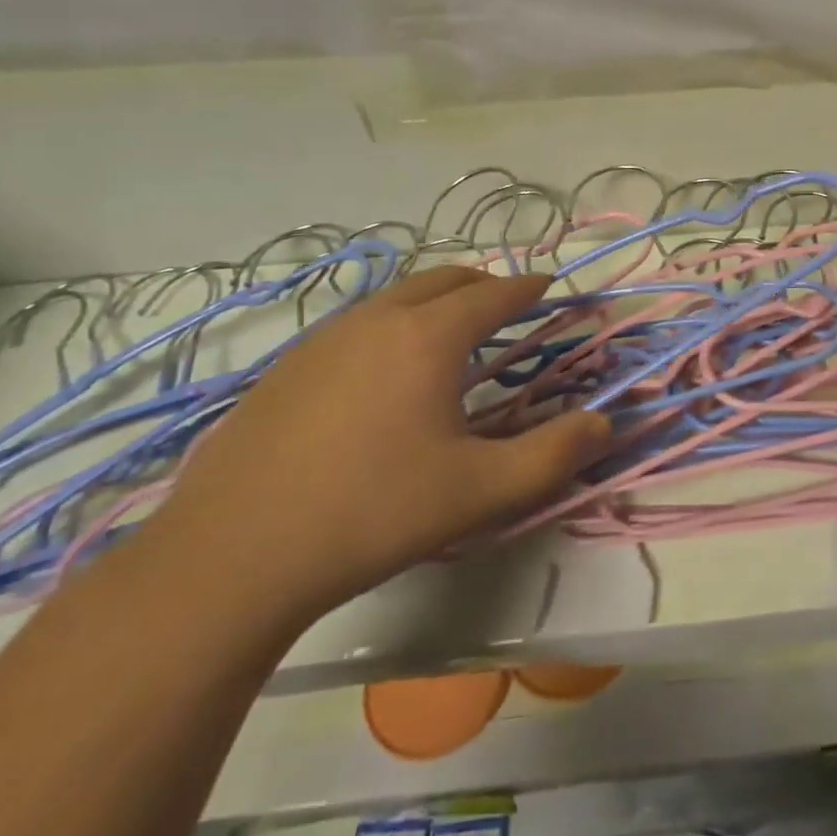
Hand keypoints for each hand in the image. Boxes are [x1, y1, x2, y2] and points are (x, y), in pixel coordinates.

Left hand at [151, 267, 606, 625]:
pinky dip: (391, 325)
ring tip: (452, 334)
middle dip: (483, 284)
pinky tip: (385, 373)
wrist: (232, 557)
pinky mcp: (286, 367)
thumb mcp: (481, 491)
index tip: (549, 287)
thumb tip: (604, 423)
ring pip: (395, 297)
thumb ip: (554, 455)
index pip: (493, 294)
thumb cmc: (373, 512)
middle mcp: (377, 320)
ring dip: (434, 301)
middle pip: (442, 279)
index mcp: (428, 337)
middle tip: (507, 306)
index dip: (528, 287)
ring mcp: (323, 339)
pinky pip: (357, 324)